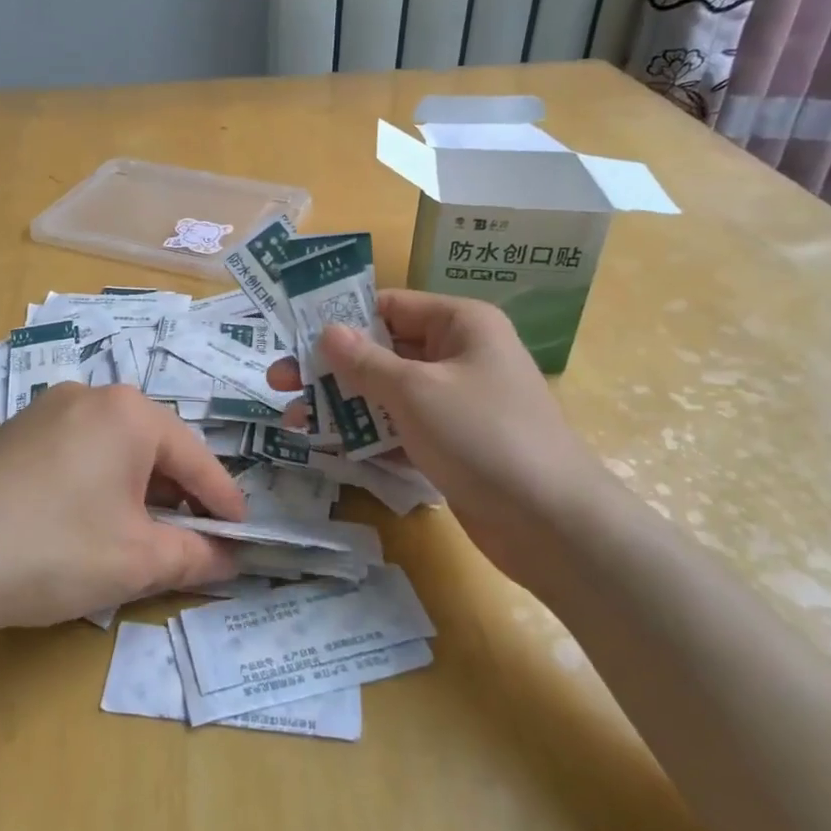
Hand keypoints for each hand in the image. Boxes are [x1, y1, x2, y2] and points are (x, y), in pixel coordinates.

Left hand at [0, 384, 245, 647]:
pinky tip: (87, 522)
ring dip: (136, 490)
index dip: (223, 500)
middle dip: (178, 494)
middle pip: (153, 447)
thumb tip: (229, 558)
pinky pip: (76, 452)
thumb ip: (195, 556)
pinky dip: (97, 484)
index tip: (243, 533)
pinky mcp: (12, 434)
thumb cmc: (54, 550)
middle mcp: (88, 395)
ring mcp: (44, 410)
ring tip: (141, 534)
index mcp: (128, 412)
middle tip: (192, 538)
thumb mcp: (137, 561)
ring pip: (113, 448)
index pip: (195, 457)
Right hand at [271, 290, 605, 580]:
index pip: (389, 306)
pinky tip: (325, 446)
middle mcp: (458, 356)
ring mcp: (454, 404)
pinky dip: (366, 435)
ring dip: (342, 405)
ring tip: (293, 419)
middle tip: (278, 381)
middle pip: (382, 352)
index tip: (292, 335)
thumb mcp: (416, 391)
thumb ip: (365, 361)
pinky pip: (399, 429)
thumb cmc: (483, 436)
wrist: (551, 523)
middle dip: (331, 368)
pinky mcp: (450, 445)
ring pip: (386, 394)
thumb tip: (328, 331)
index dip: (340, 318)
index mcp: (460, 324)